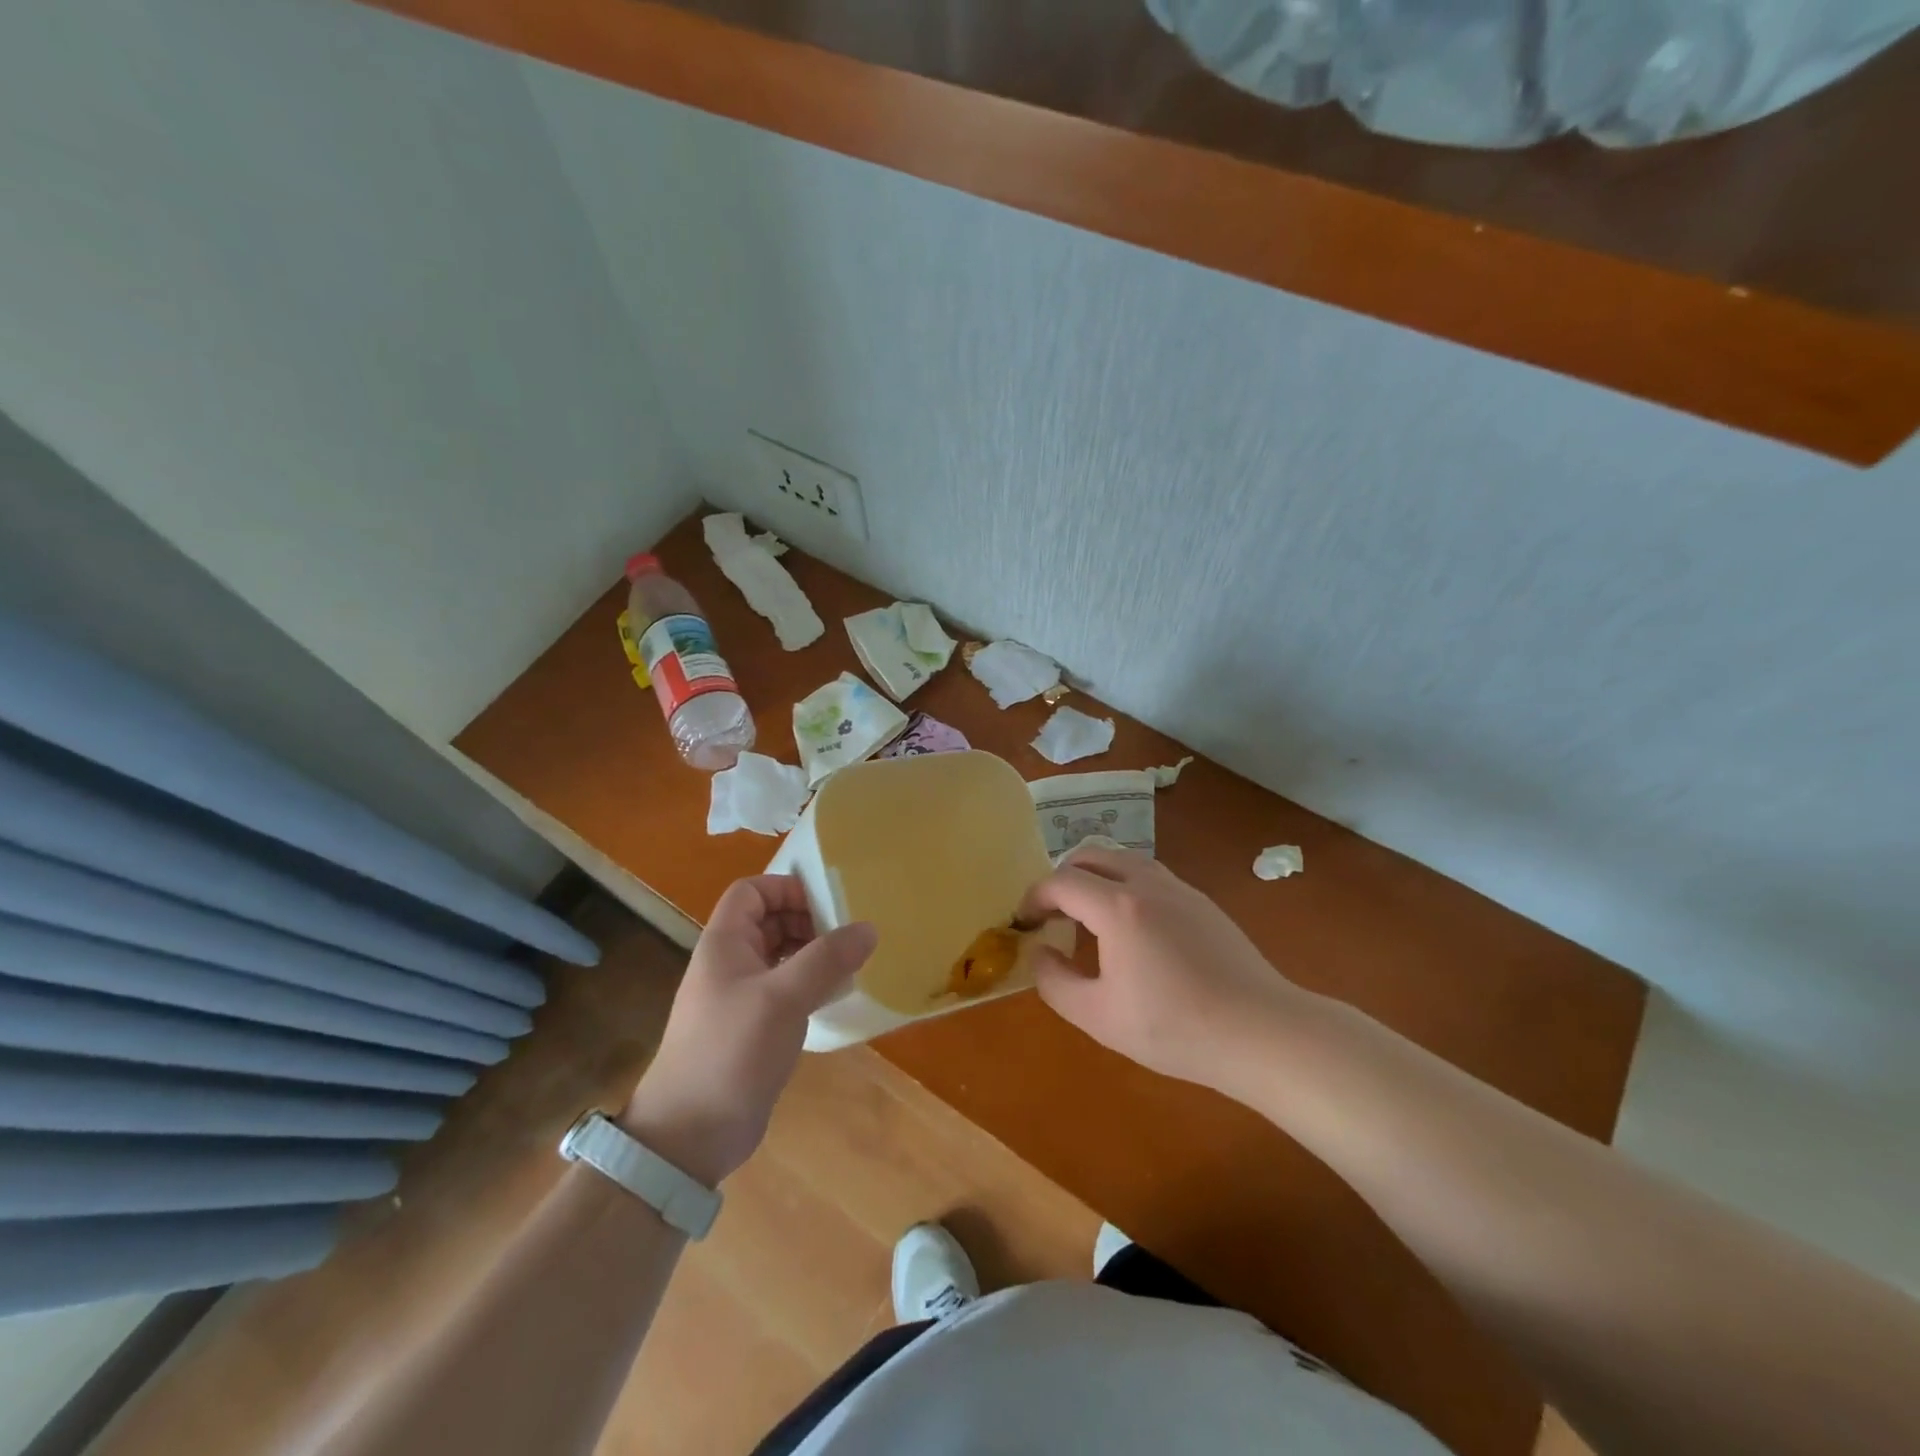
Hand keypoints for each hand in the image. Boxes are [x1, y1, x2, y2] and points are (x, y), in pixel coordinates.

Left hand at [621, 875, 875, 1186]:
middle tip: (848, 935)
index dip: (787, 888)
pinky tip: (836, 996)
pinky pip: (786, 989)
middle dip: (809, 920)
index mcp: (724, 943)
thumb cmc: (731, 1051)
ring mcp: (741, 996)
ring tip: (850, 963)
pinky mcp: (753, 1027)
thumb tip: (868, 927)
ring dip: (813, 953)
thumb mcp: (783, 997)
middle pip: (770, 920)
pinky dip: (810, 984)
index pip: (752, 891)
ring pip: (781, 955)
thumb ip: (826, 958)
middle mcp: (730, 962)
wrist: (690, 1134)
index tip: (828, 904)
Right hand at [1019, 847, 1306, 1091]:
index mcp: (1117, 907)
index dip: (1034, 897)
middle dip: (1062, 877)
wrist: (1260, 1031)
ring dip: (1095, 876)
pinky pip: (1150, 875)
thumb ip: (1054, 981)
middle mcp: (1146, 884)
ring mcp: (1179, 888)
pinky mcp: (1202, 902)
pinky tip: (1131, 927)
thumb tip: (1039, 952)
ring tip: (1087, 915)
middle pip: (1091, 855)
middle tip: (1052, 913)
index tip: (1024, 922)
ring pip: (1124, 859)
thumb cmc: (1174, 1027)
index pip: (1061, 881)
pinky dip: (1124, 884)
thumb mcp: (1098, 1017)